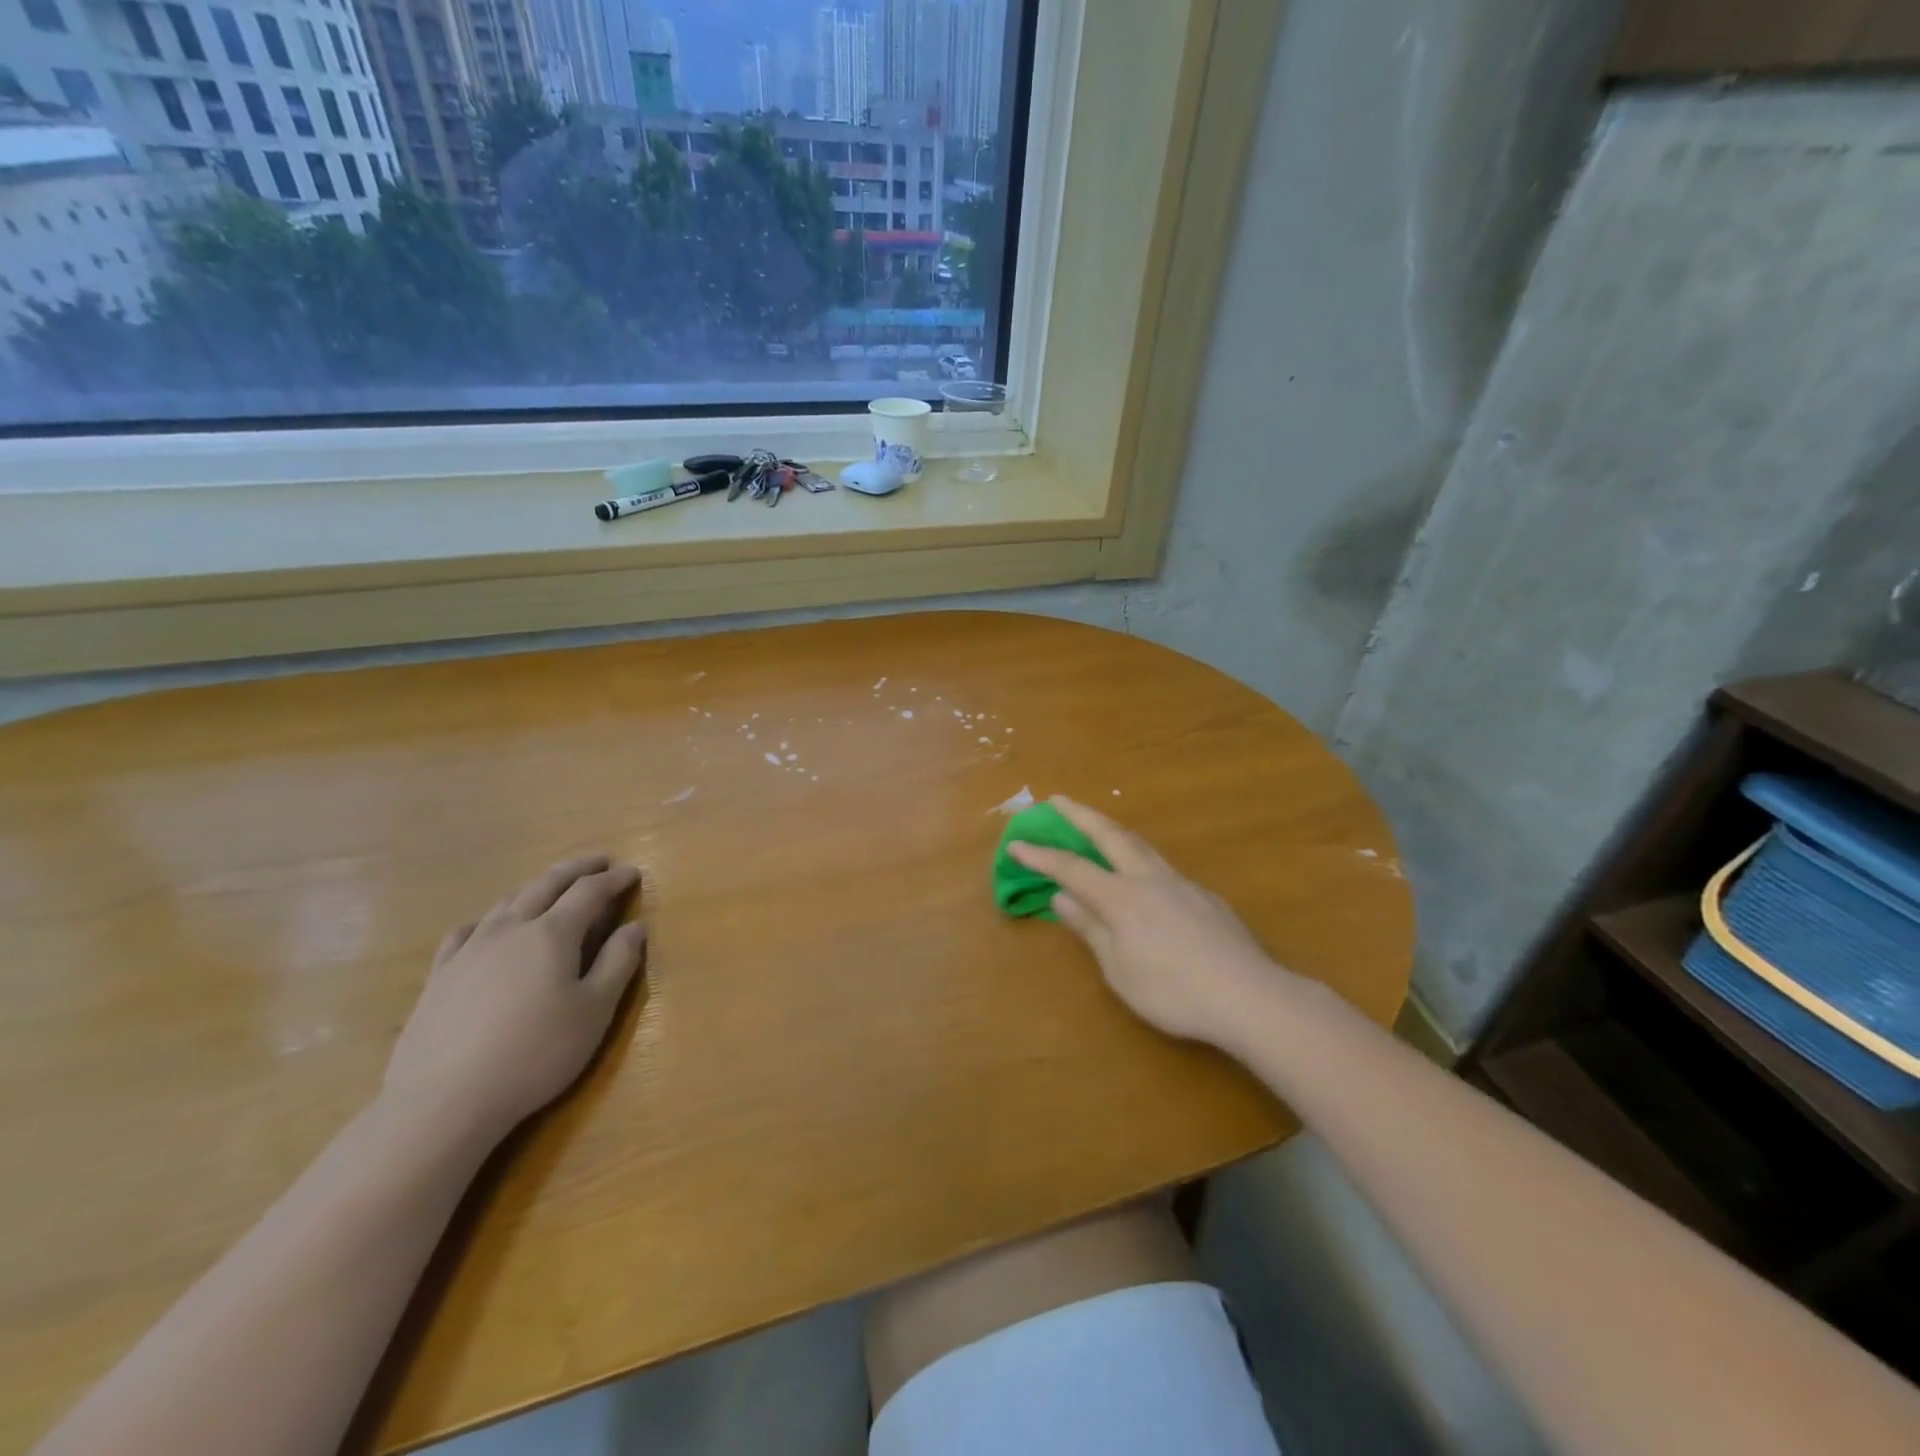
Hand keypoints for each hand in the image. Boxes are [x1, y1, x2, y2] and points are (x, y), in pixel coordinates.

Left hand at [382, 855, 647, 1142]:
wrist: (444, 1100)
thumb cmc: (536, 1054)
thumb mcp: (594, 1011)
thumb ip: (618, 963)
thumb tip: (635, 927)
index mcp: (552, 934)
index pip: (589, 892)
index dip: (613, 880)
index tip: (632, 873)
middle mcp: (510, 929)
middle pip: (546, 885)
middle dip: (577, 869)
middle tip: (599, 861)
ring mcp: (469, 949)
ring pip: (507, 902)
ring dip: (536, 887)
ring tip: (552, 887)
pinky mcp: (440, 975)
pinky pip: (466, 930)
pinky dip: (489, 918)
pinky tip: (488, 927)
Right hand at [1010, 799, 1286, 1045]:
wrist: (1248, 996)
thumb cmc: (1173, 992)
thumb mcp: (1119, 969)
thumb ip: (1091, 929)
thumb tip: (1063, 897)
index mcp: (1121, 897)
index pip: (1072, 868)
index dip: (1041, 855)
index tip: (1016, 842)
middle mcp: (1149, 879)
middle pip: (1110, 835)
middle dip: (1080, 815)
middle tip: (1057, 799)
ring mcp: (1181, 884)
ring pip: (1141, 845)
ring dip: (1113, 830)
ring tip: (1098, 827)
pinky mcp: (1205, 897)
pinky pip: (1162, 868)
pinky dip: (1140, 860)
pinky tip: (1144, 881)